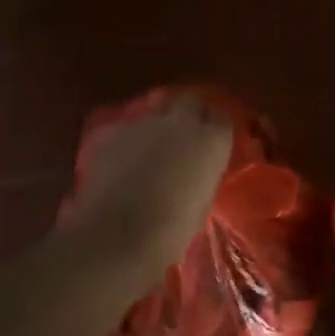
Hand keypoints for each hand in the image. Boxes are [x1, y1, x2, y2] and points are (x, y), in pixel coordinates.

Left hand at [60, 93, 234, 272]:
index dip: (214, 130)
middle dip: (189, 113)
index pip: (221, 119)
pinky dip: (128, 139)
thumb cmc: (172, 229)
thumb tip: (192, 172)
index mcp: (212, 140)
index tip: (210, 143)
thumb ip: (200, 175)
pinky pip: (126, 127)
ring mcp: (144, 122)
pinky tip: (122, 159)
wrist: (118, 234)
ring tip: (150, 148)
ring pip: (155, 111)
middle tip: (184, 135)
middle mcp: (182, 121)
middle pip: (190, 101)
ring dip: (157, 125)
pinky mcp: (113, 130)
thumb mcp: (201, 202)